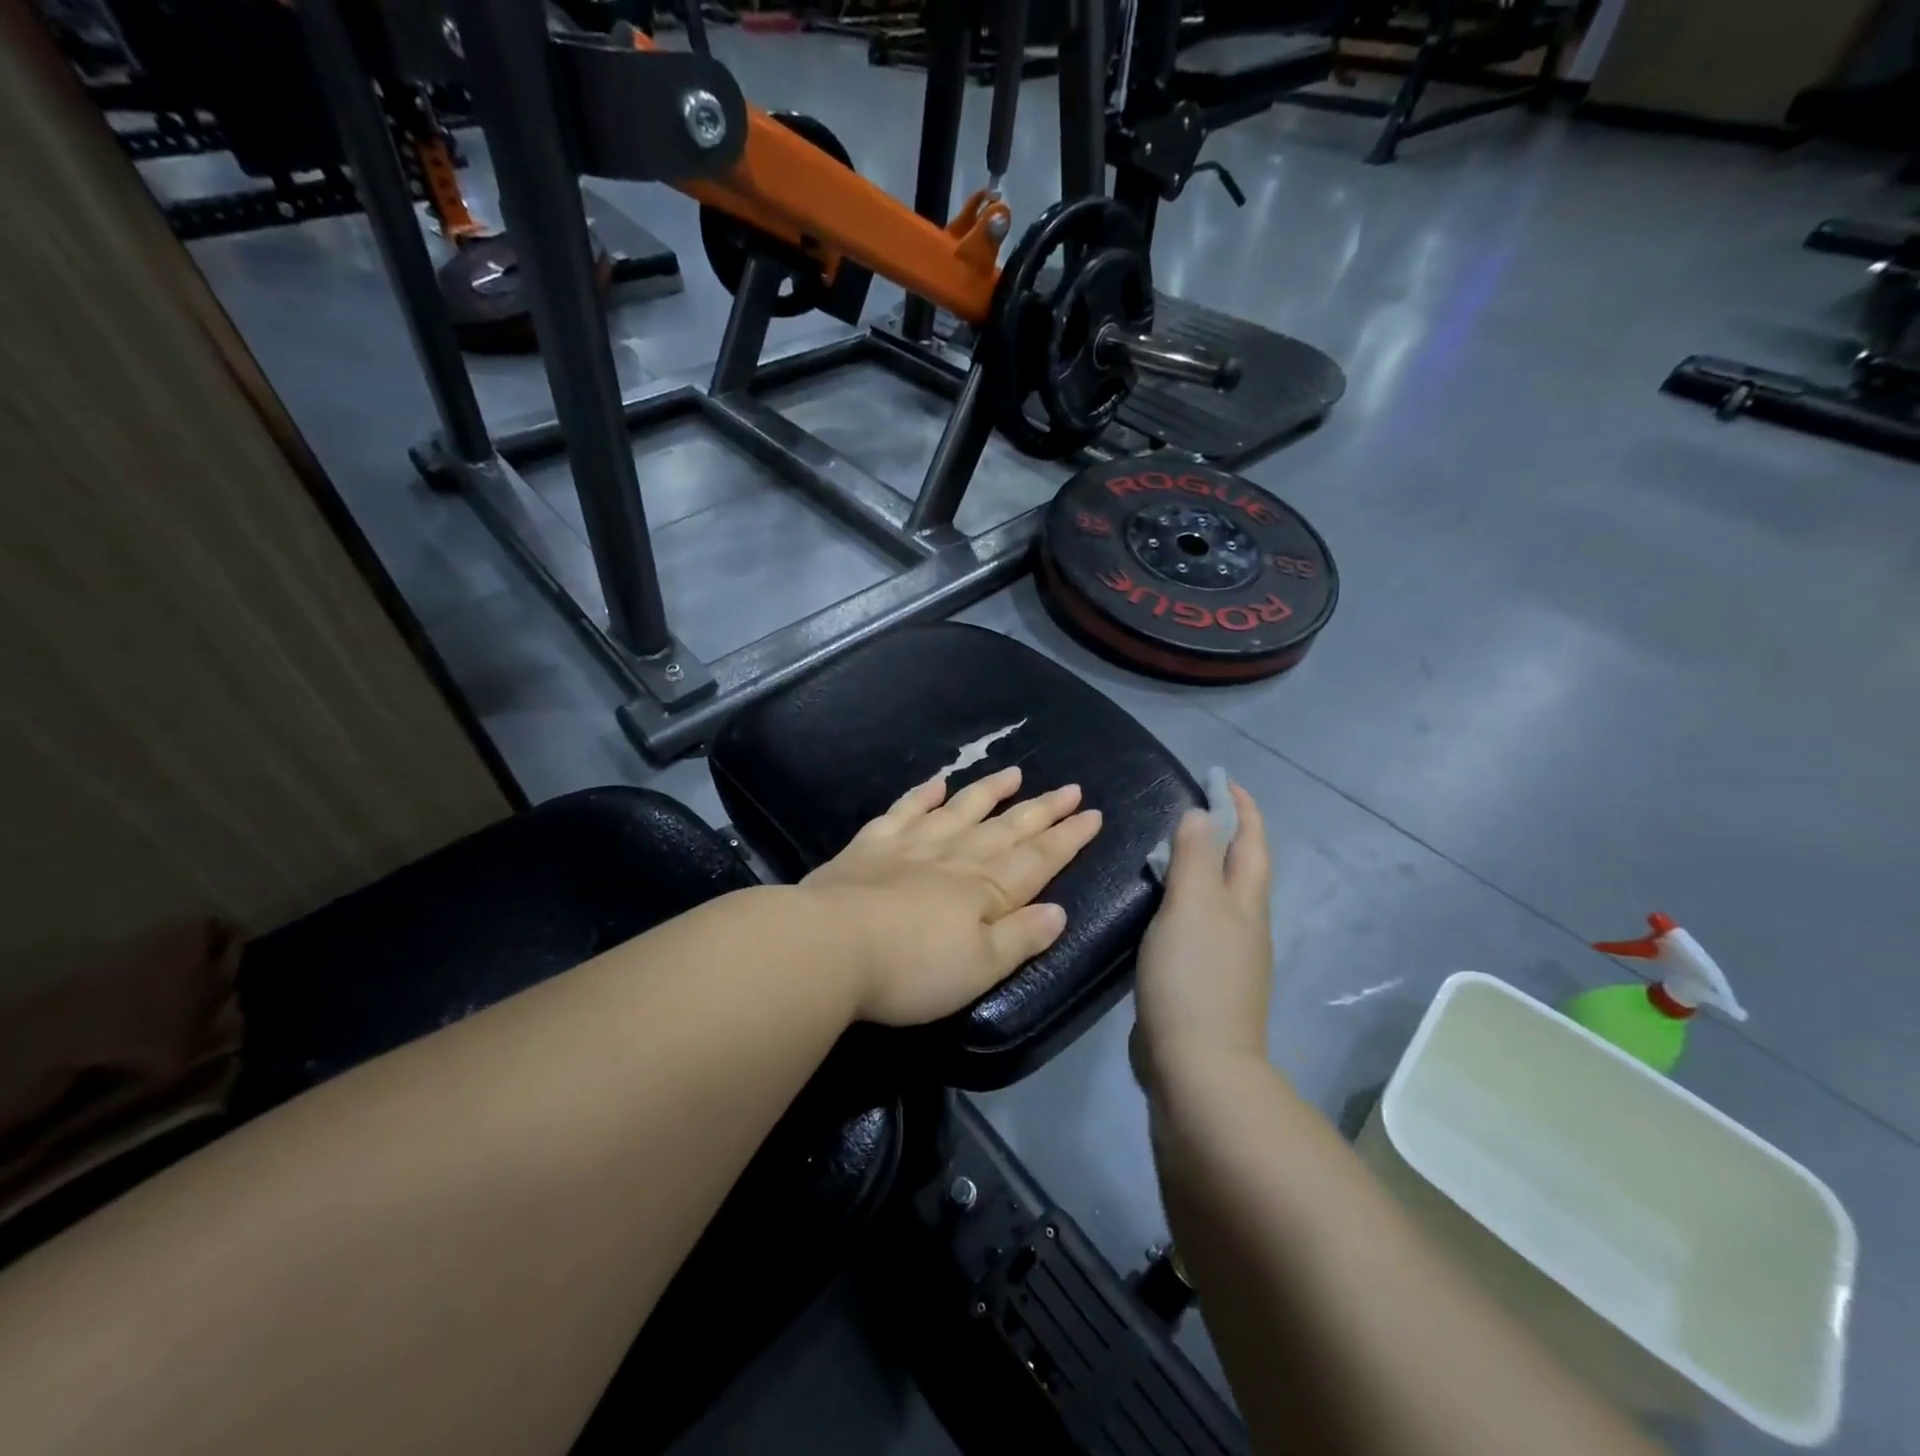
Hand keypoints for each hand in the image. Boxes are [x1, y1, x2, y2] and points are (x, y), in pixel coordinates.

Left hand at [801, 766, 1102, 1026]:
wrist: (828, 946)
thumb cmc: (911, 968)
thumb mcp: (979, 968)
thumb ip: (1020, 937)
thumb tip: (1058, 911)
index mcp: (985, 889)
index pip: (1038, 859)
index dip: (1067, 838)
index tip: (1092, 814)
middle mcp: (954, 857)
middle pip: (1006, 829)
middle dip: (1042, 810)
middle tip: (1070, 788)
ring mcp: (911, 846)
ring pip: (960, 810)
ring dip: (988, 792)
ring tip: (1013, 772)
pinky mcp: (870, 847)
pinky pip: (904, 812)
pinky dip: (922, 796)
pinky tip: (936, 784)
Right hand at [1131, 782, 1273, 1093]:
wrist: (1199, 1066)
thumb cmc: (1194, 977)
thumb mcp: (1192, 907)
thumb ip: (1196, 858)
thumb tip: (1202, 812)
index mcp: (1246, 904)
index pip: (1251, 843)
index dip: (1241, 809)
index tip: (1222, 780)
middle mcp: (1245, 926)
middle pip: (1241, 870)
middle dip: (1225, 835)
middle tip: (1191, 810)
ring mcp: (1229, 957)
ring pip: (1219, 898)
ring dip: (1203, 868)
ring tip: (1170, 852)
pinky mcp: (1205, 981)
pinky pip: (1198, 925)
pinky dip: (1185, 902)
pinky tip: (1160, 909)